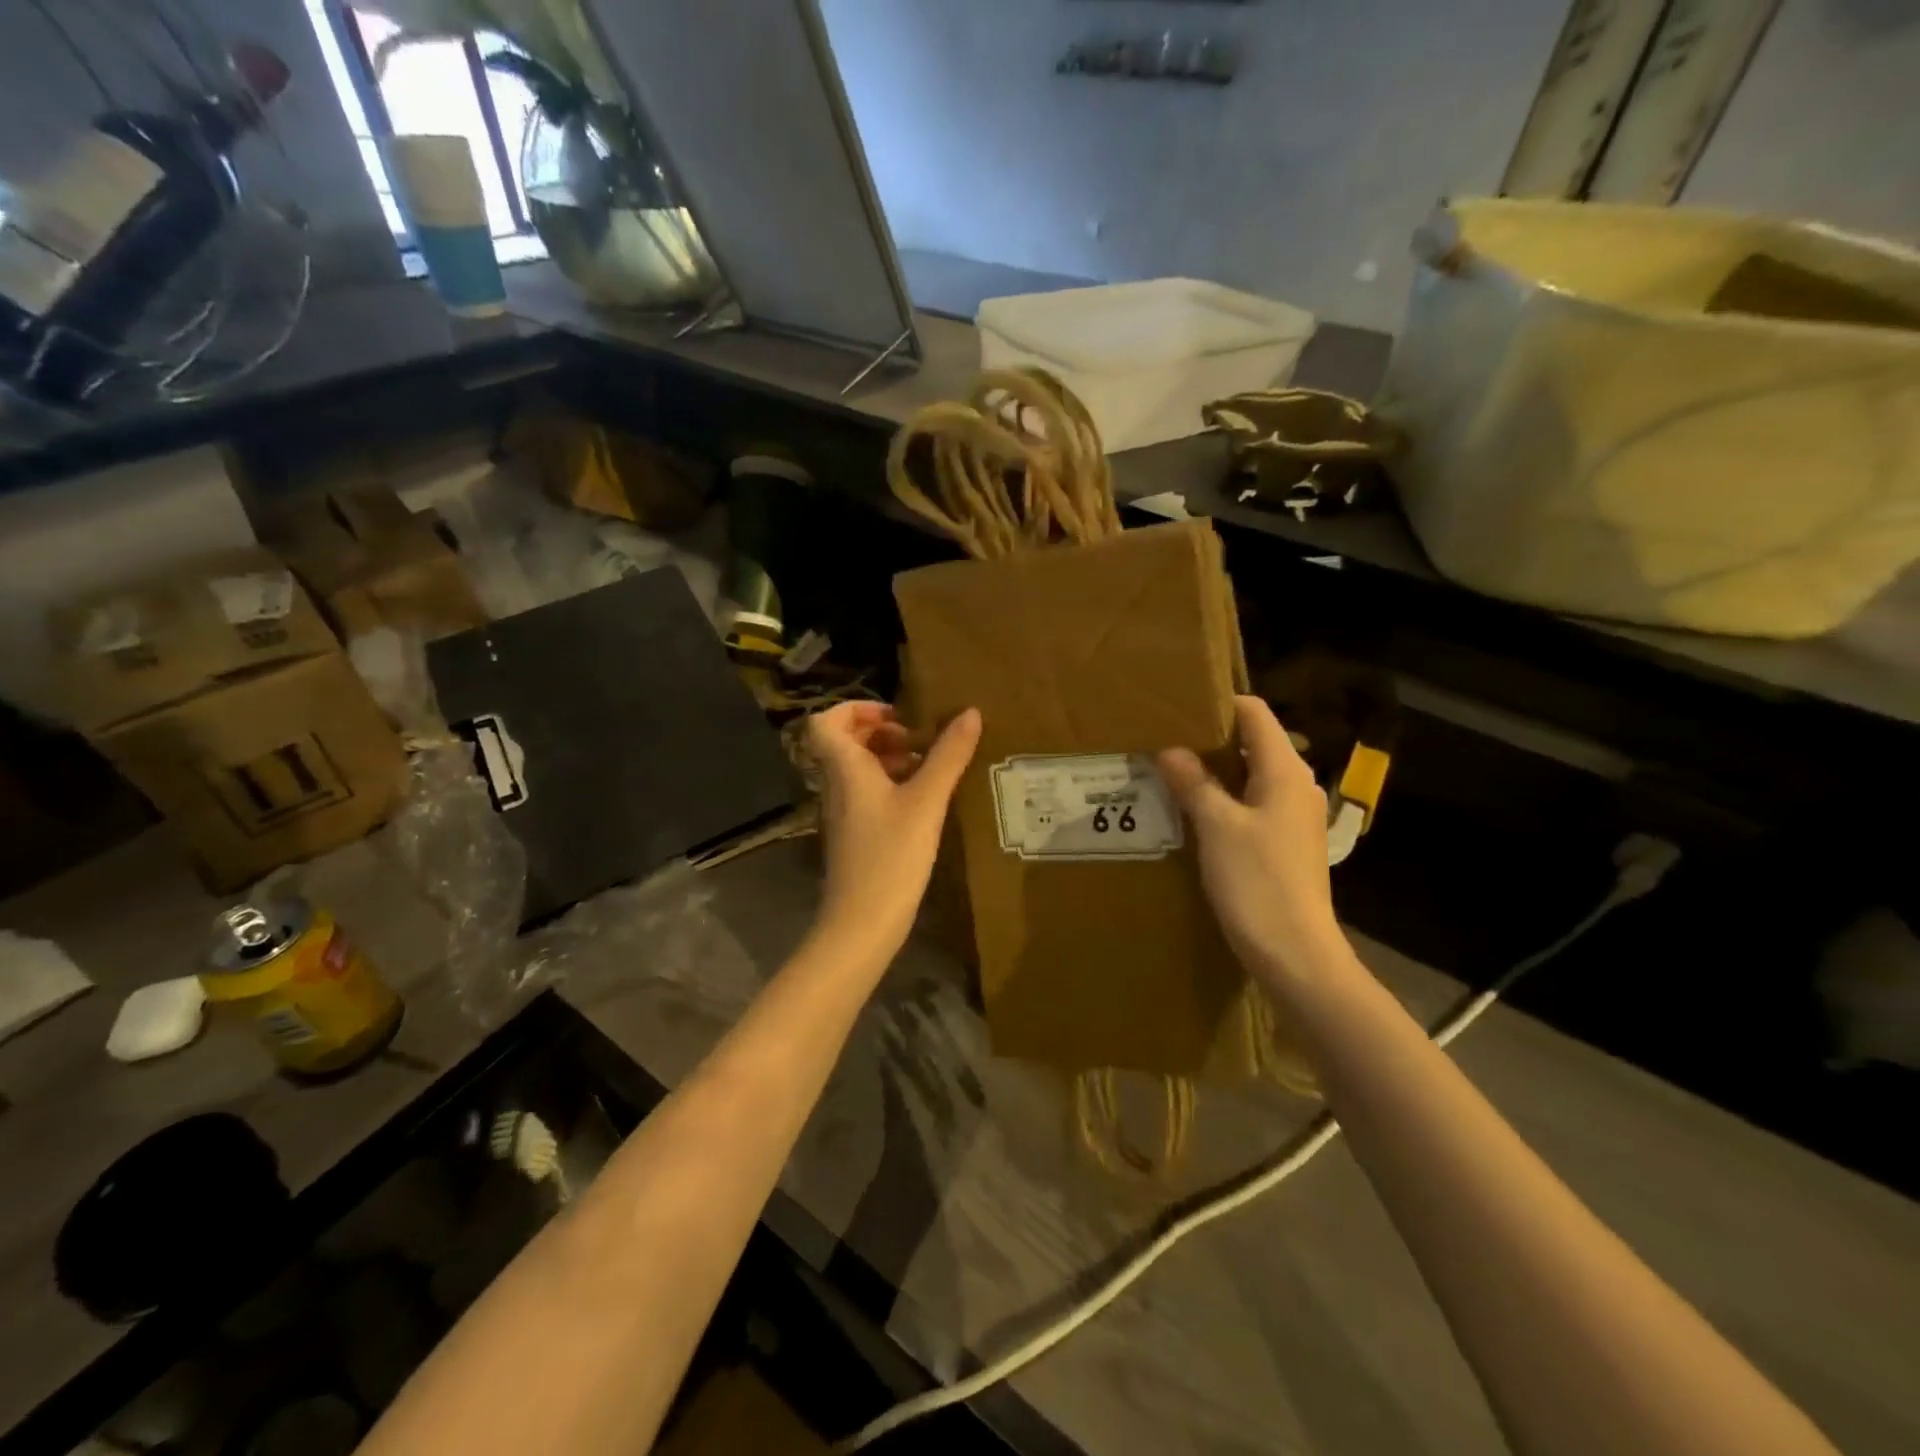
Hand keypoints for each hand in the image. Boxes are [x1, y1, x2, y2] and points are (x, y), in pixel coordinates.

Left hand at [808, 702, 981, 960]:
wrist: (861, 923)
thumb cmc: (890, 856)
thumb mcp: (926, 802)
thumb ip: (948, 756)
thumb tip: (970, 712)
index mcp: (845, 768)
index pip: (826, 721)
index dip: (857, 708)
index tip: (898, 715)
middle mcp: (838, 784)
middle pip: (846, 742)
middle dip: (883, 731)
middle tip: (921, 738)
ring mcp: (844, 811)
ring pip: (859, 768)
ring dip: (891, 758)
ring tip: (931, 765)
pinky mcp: (856, 833)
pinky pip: (868, 793)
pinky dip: (892, 785)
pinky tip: (925, 798)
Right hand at [1158, 696, 1349, 989]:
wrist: (1295, 953)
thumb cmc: (1257, 882)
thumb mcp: (1217, 827)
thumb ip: (1194, 783)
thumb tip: (1170, 749)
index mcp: (1285, 771)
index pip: (1256, 714)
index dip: (1220, 704)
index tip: (1179, 705)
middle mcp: (1296, 786)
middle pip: (1254, 743)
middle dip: (1211, 738)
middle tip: (1165, 739)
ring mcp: (1293, 817)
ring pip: (1251, 776)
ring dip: (1215, 771)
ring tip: (1171, 772)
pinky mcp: (1285, 844)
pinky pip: (1251, 805)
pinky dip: (1224, 799)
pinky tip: (1193, 812)